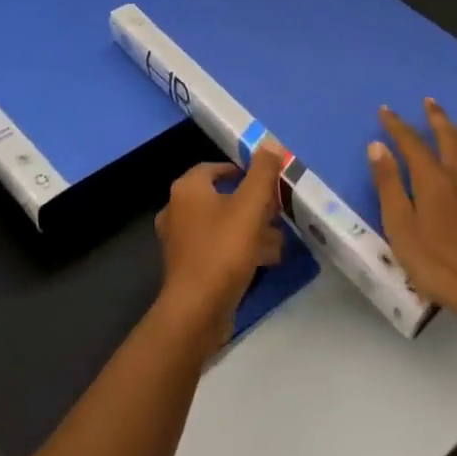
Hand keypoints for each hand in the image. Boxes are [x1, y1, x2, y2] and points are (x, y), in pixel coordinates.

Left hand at [153, 148, 285, 357]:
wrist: (196, 312)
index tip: (267, 181)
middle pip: (220, 197)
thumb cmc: (222, 250)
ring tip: (279, 238)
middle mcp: (177, 210)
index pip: (216, 168)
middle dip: (251, 204)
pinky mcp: (188, 268)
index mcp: (187, 189)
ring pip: (221, 225)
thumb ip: (262, 173)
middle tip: (277, 211)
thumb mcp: (250, 206)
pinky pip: (217, 248)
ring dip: (249, 229)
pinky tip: (265, 260)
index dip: (242, 171)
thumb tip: (272, 143)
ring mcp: (180, 241)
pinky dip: (239, 249)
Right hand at [368, 100, 456, 328]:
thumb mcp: (400, 227)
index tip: (386, 111)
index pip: (411, 143)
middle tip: (430, 101)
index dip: (397, 126)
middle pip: (449, 140)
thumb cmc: (439, 263)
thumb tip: (377, 146)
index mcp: (432, 179)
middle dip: (437, 119)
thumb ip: (389, 185)